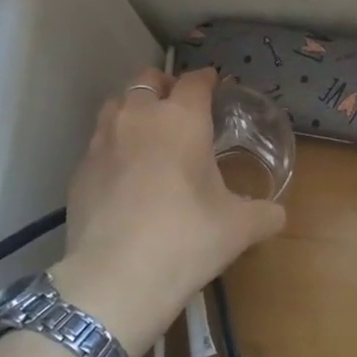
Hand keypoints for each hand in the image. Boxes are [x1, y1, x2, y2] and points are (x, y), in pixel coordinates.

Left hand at [51, 67, 286, 353]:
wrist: (116, 277)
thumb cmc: (187, 239)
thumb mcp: (239, 228)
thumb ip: (264, 214)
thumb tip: (277, 215)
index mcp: (182, 119)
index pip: (195, 81)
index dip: (207, 80)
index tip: (214, 86)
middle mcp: (138, 117)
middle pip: (147, 79)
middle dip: (165, 86)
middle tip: (179, 107)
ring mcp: (102, 141)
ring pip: (115, 104)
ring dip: (134, 109)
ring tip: (148, 133)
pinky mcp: (79, 170)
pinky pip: (98, 143)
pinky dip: (113, 146)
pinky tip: (124, 174)